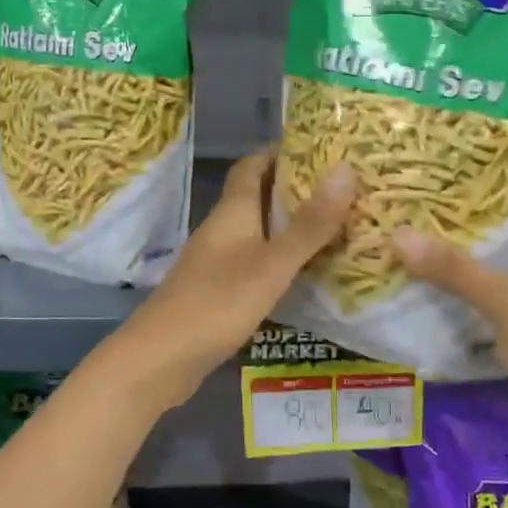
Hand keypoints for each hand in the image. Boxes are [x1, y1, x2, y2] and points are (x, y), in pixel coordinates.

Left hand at [112, 150, 353, 409]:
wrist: (160, 359)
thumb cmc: (217, 303)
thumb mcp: (272, 264)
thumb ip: (310, 224)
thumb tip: (346, 170)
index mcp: (232, 211)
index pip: (253, 165)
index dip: (281, 151)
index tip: (320, 147)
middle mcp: (224, 229)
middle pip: (259, 196)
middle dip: (297, 188)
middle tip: (344, 188)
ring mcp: (219, 261)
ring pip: (260, 231)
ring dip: (293, 225)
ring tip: (339, 225)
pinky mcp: (220, 291)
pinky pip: (258, 262)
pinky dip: (284, 259)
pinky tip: (310, 272)